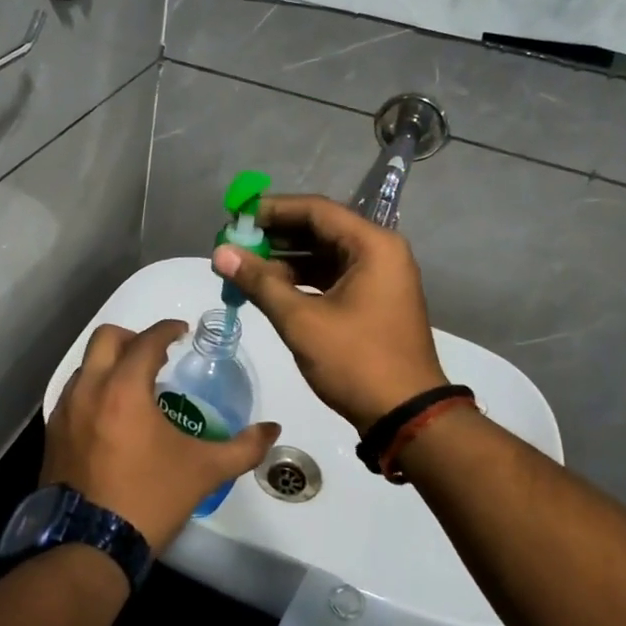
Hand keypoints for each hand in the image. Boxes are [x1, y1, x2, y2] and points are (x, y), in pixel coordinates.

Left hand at [44, 320, 280, 554]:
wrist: (89, 547)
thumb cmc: (150, 499)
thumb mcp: (205, 472)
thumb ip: (243, 447)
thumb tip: (273, 430)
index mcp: (125, 389)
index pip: (147, 341)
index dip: (167, 330)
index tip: (182, 333)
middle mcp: (89, 389)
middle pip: (106, 339)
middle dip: (133, 338)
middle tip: (156, 355)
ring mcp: (64, 411)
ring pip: (85, 366)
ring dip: (110, 364)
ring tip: (135, 387)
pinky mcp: (52, 434)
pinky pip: (73, 394)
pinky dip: (93, 390)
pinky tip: (111, 417)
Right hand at [212, 195, 447, 430]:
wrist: (406, 416)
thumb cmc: (356, 361)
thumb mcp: (302, 320)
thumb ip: (259, 282)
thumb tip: (219, 253)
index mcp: (373, 245)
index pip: (316, 210)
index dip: (272, 210)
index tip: (236, 216)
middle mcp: (380, 252)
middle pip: (320, 229)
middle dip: (275, 235)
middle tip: (234, 242)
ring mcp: (379, 278)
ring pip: (324, 255)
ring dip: (285, 259)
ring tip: (243, 265)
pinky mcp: (373, 301)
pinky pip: (332, 277)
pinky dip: (301, 280)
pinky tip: (268, 287)